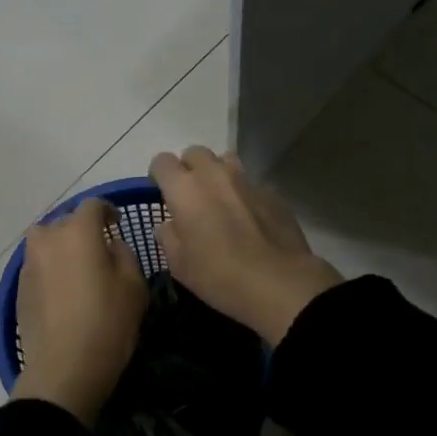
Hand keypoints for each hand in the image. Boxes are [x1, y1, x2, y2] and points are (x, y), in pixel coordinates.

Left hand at [13, 199, 149, 425]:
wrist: (64, 368)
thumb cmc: (107, 321)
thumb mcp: (134, 285)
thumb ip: (124, 254)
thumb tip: (110, 245)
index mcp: (77, 231)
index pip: (93, 205)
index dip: (108, 210)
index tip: (117, 223)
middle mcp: (47, 239)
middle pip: (65, 222)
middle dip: (82, 230)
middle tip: (100, 250)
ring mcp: (28, 264)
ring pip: (47, 244)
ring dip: (63, 250)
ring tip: (80, 271)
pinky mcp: (19, 289)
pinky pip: (39, 267)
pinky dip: (52, 271)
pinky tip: (65, 294)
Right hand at [148, 147, 341, 344]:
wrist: (278, 282)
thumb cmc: (218, 275)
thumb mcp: (179, 264)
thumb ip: (168, 236)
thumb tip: (169, 225)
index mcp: (185, 188)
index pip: (162, 161)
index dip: (159, 175)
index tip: (162, 193)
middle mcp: (214, 174)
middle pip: (195, 153)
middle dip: (189, 169)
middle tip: (191, 196)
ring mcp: (246, 180)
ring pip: (225, 161)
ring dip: (218, 174)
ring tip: (220, 201)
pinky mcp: (272, 192)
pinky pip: (250, 184)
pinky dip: (243, 194)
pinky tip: (248, 219)